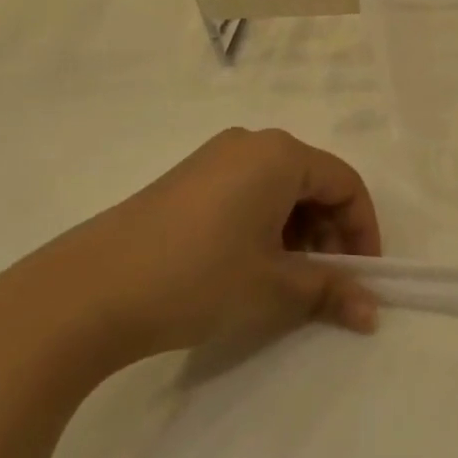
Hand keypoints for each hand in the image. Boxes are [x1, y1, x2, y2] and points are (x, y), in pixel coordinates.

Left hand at [5, 128, 382, 375]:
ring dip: (297, 234)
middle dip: (329, 234)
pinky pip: (245, 195)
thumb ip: (330, 292)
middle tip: (326, 282)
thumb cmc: (198, 278)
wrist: (85, 294)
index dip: (363, 231)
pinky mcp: (184, 182)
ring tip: (286, 281)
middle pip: (313, 183)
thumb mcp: (274, 289)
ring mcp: (212, 160)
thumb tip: (372, 313)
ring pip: (278, 191)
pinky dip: (263, 228)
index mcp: (280, 154)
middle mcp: (250, 144)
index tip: (363, 276)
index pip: (345, 184)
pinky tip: (247, 268)